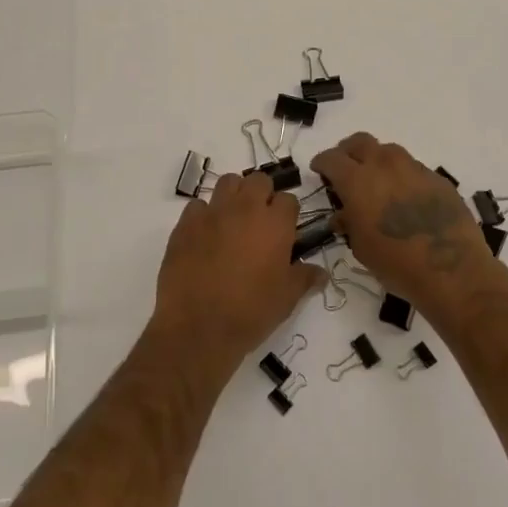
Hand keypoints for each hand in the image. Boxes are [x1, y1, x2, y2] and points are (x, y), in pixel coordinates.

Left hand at [152, 171, 327, 367]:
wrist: (198, 326)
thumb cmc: (250, 312)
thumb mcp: (286, 299)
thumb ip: (304, 278)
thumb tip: (321, 273)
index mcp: (275, 224)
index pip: (288, 200)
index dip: (288, 214)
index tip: (285, 231)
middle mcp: (245, 208)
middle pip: (259, 180)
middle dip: (262, 194)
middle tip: (260, 221)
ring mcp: (213, 212)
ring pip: (228, 182)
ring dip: (234, 195)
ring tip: (234, 220)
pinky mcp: (186, 223)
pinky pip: (198, 205)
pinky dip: (204, 215)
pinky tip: (205, 235)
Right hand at [310, 133, 502, 318]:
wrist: (452, 271)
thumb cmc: (397, 264)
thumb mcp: (361, 248)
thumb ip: (349, 223)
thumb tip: (344, 214)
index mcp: (358, 181)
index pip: (332, 158)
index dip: (322, 162)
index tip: (319, 170)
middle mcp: (384, 165)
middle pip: (360, 141)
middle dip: (348, 151)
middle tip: (346, 169)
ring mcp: (414, 168)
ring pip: (388, 151)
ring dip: (377, 161)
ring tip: (378, 183)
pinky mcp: (437, 178)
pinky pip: (412, 168)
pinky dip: (402, 176)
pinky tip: (406, 199)